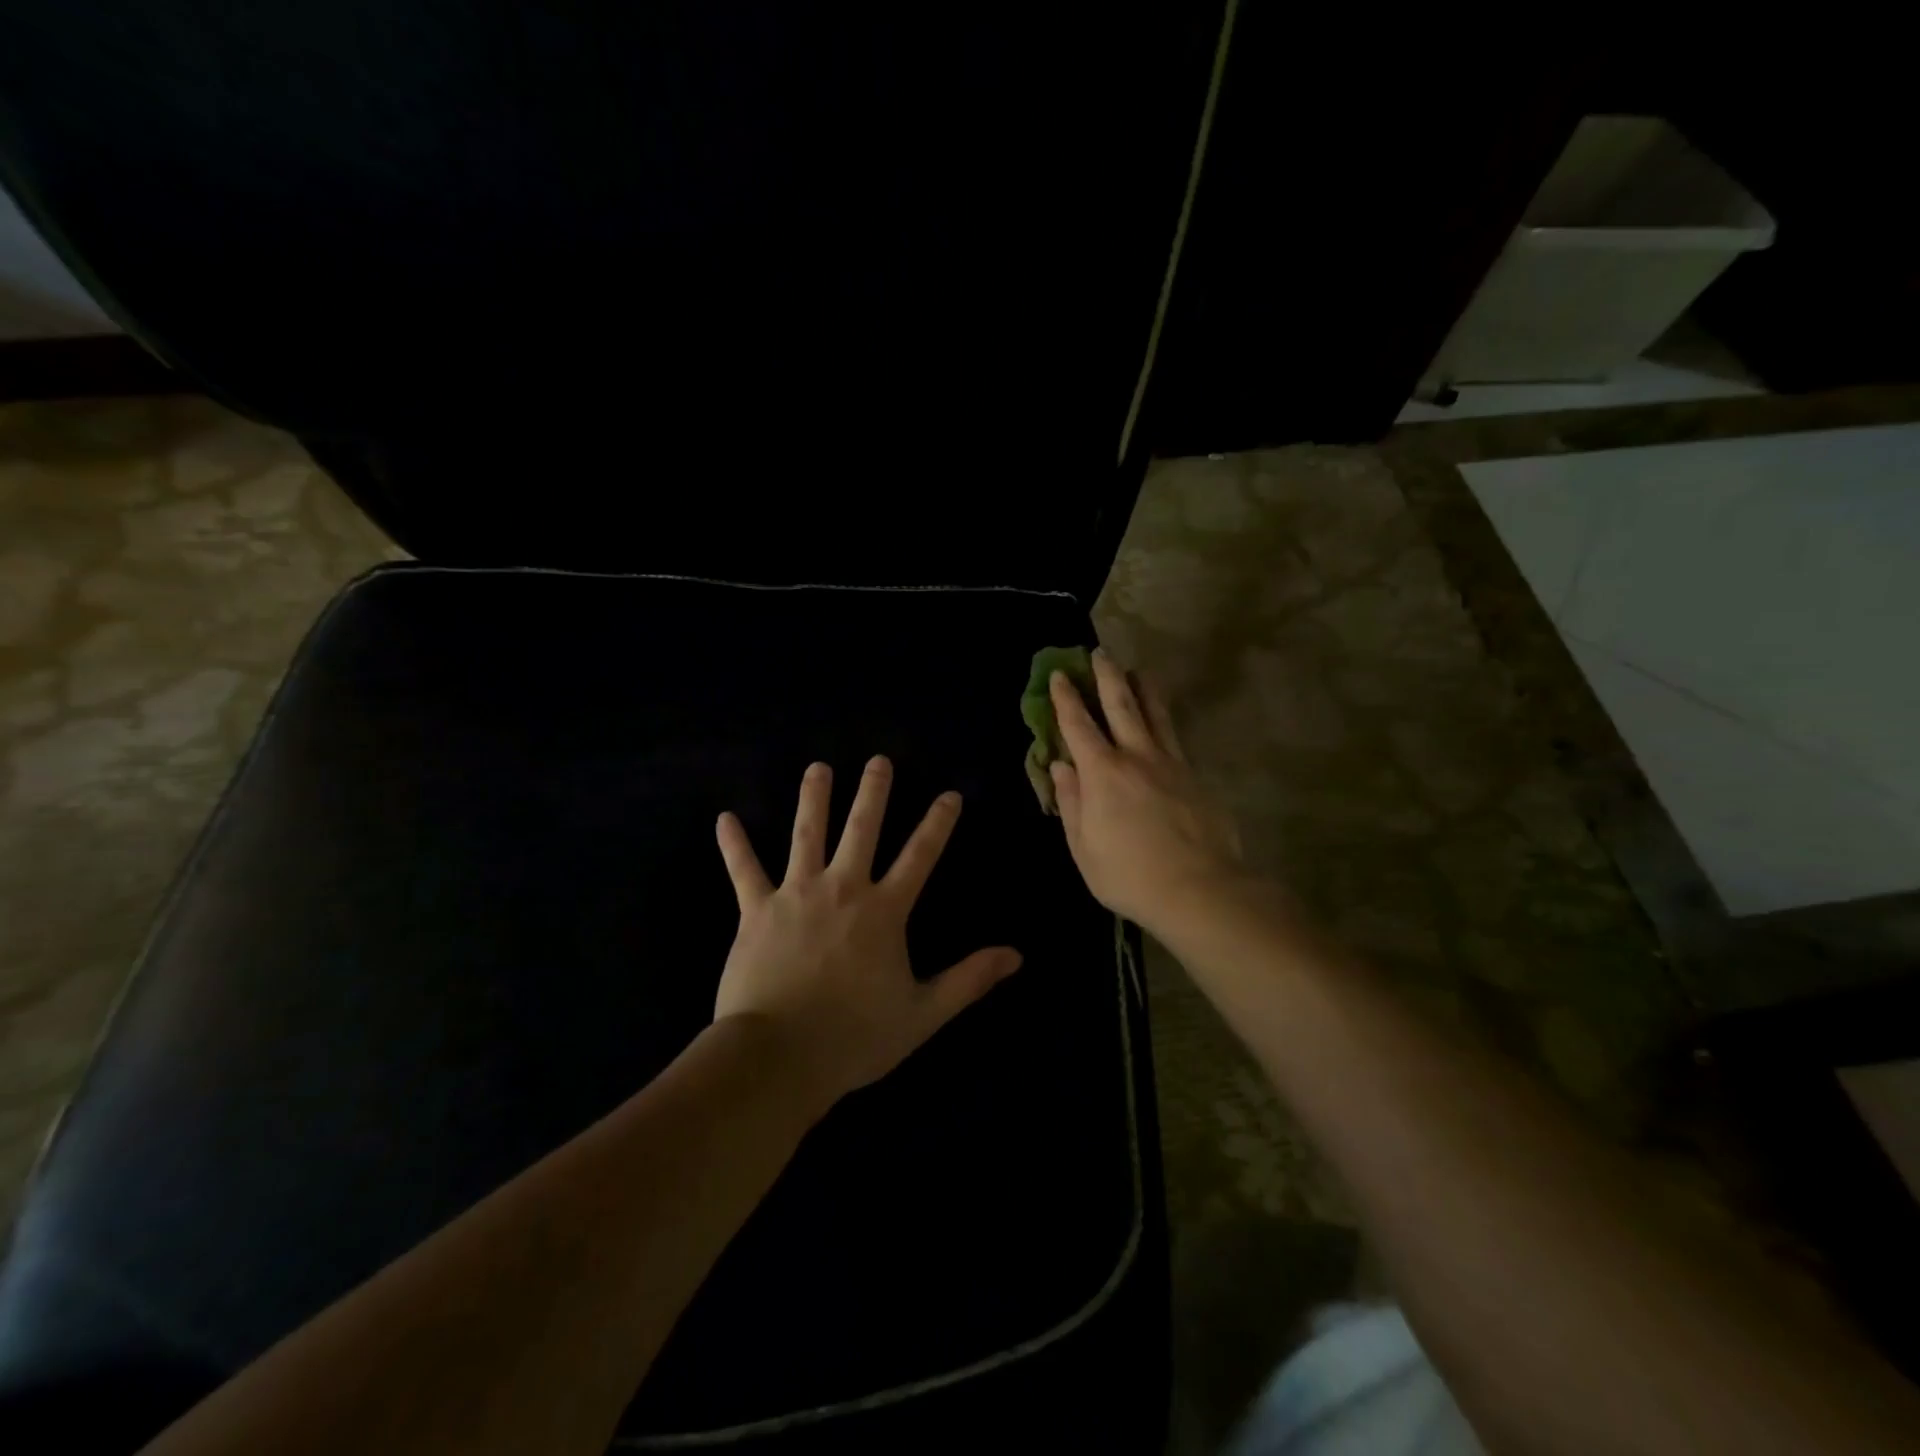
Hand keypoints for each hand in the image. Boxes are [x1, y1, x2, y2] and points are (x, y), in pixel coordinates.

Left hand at [713, 757, 1020, 1108]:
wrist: (779, 1056)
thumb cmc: (854, 1036)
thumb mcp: (922, 1013)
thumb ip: (969, 979)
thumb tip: (1015, 955)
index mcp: (883, 910)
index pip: (920, 856)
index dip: (938, 823)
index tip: (950, 794)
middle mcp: (842, 888)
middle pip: (862, 829)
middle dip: (873, 792)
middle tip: (879, 760)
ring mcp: (796, 894)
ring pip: (807, 835)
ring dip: (814, 798)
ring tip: (818, 767)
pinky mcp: (757, 910)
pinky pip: (744, 870)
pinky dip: (734, 844)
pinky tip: (724, 818)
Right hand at [1049, 649, 1245, 936]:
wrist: (1199, 890)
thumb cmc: (1129, 875)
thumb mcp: (1083, 847)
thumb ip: (1072, 803)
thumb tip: (1060, 767)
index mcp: (1102, 773)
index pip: (1078, 726)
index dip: (1066, 698)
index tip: (1059, 674)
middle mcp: (1137, 756)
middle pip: (1121, 704)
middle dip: (1107, 676)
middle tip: (1100, 652)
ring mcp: (1171, 763)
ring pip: (1156, 714)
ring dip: (1144, 688)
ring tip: (1139, 670)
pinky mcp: (1195, 777)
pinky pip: (1175, 738)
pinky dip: (1164, 721)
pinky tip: (1164, 721)